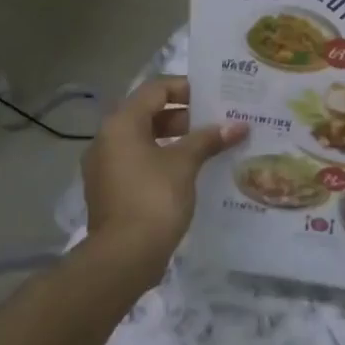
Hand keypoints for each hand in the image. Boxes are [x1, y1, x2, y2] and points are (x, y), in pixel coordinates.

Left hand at [80, 76, 247, 291]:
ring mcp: (106, 167)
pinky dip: (163, 160)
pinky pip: (139, 163)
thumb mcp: (185, 163)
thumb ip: (209, 139)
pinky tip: (190, 172)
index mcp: (121, 124)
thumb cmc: (154, 198)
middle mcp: (107, 139)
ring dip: (176, 139)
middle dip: (185, 115)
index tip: (215, 96)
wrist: (123, 257)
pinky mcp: (111, 190)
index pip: (156, 89)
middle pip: (148, 113)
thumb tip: (238, 125)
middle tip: (217, 121)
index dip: (186, 88)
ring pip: (144, 140)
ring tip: (209, 146)